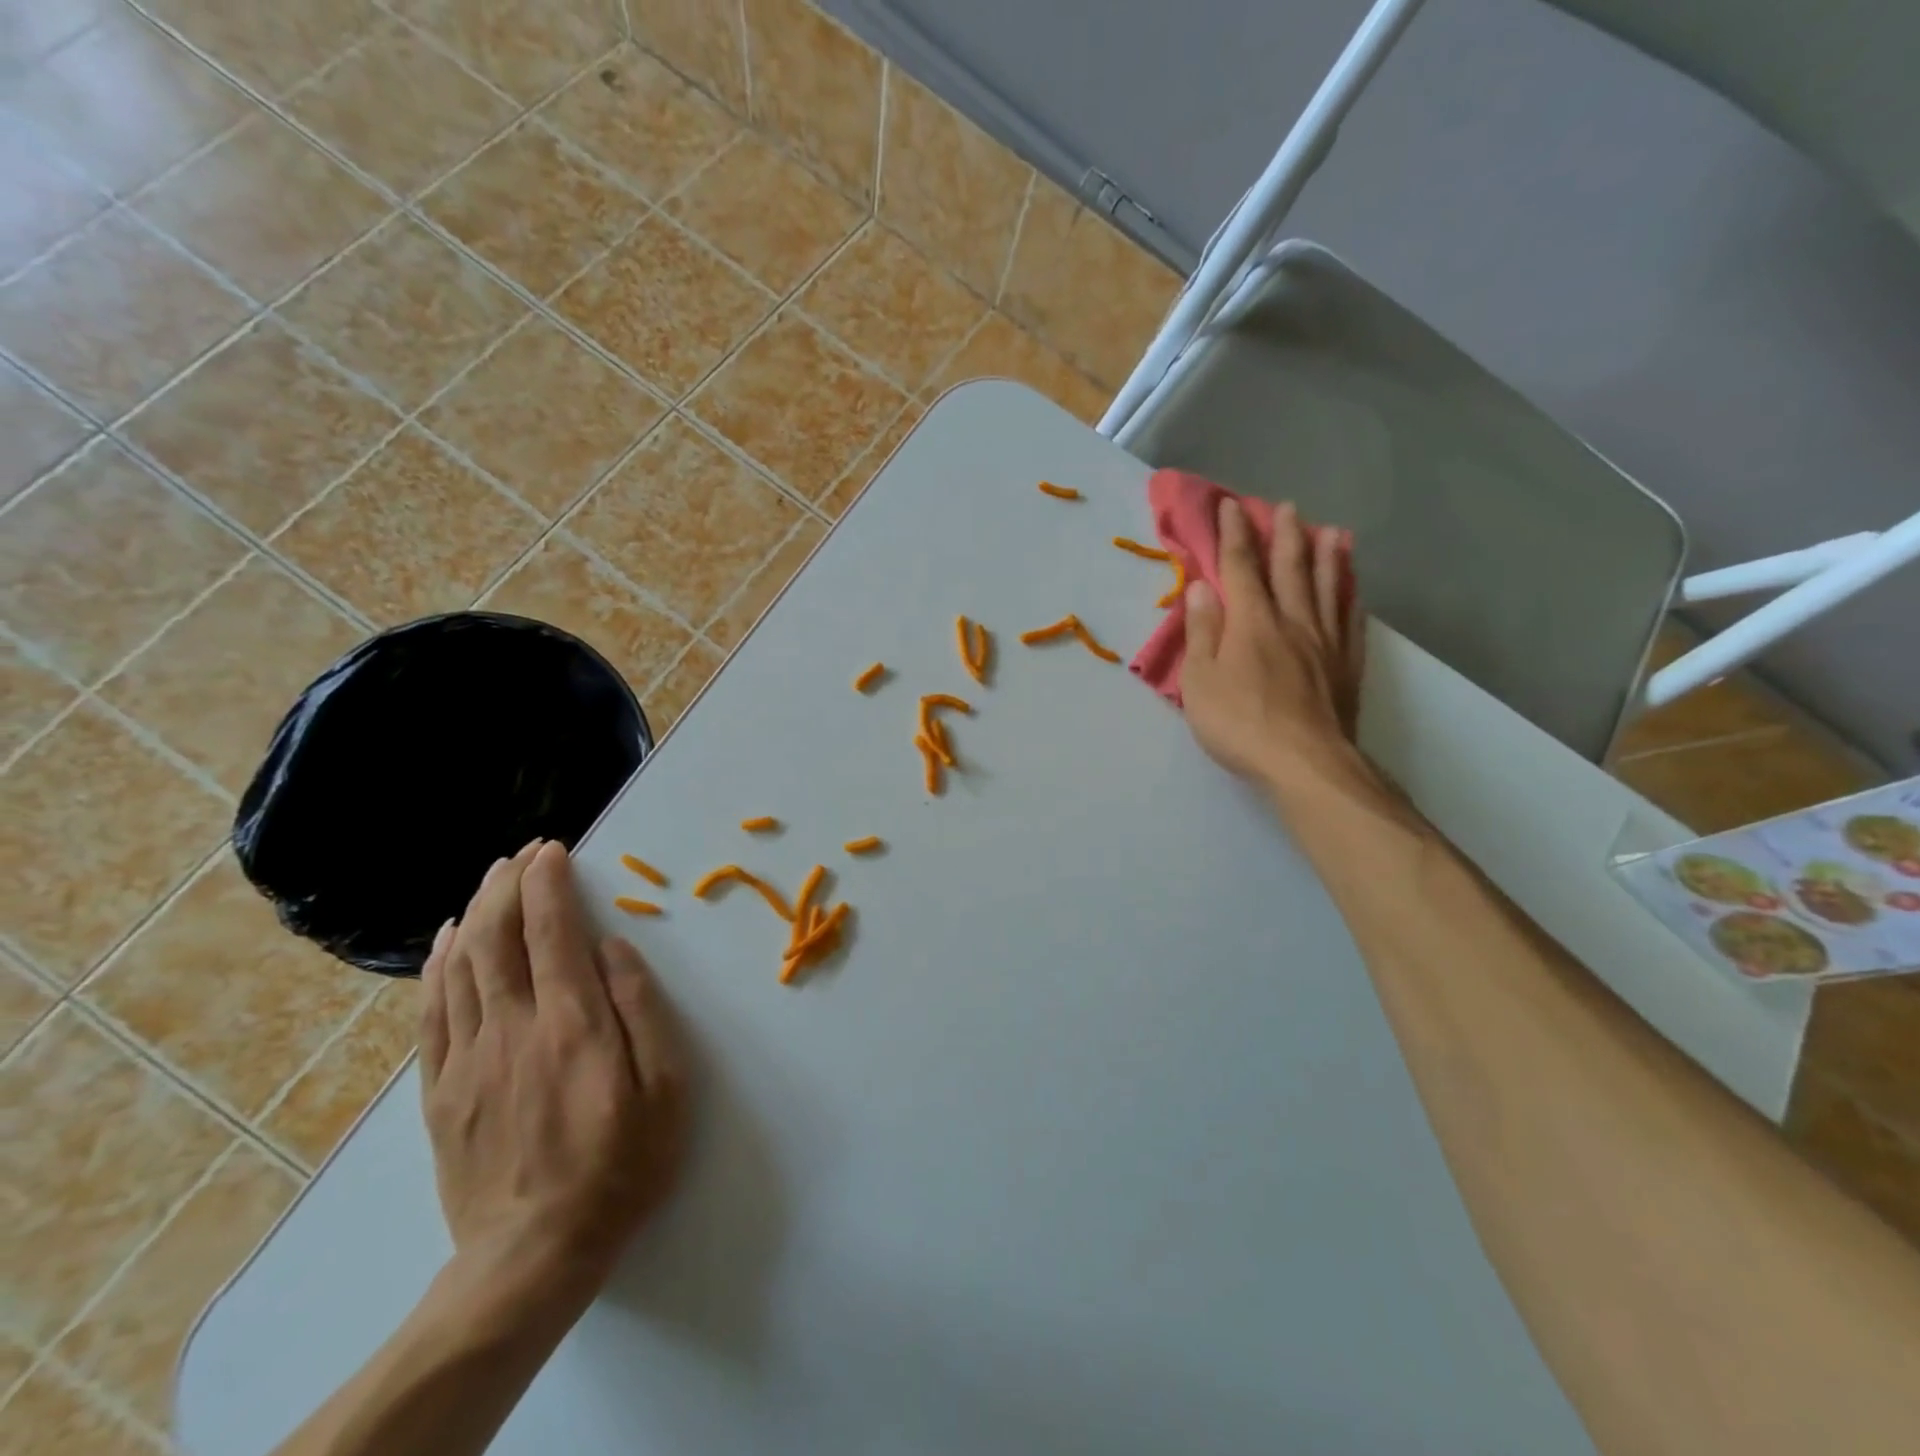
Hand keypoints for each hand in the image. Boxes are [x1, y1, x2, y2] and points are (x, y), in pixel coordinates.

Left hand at [420, 840, 687, 1292]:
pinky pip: (432, 1012)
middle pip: (498, 936)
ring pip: (461, 966)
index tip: (552, 850)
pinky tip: (446, 942)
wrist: (534, 1255)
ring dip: (475, 912)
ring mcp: (468, 1058)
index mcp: (573, 1022)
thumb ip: (643, 1009)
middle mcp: (513, 1026)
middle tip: (522, 853)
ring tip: (489, 880)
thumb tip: (614, 948)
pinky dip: (437, 966)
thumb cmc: (622, 1164)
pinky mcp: (441, 1091)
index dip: (549, 883)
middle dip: (507, 884)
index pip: (552, 931)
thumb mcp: (667, 1087)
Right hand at [1181, 497, 1365, 790]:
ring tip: (1333, 531)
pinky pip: (1351, 622)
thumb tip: (1201, 587)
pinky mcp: (1346, 666)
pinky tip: (1353, 591)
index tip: (1230, 505)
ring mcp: (1325, 642)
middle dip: (1285, 535)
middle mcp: (1292, 621)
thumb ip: (1202, 631)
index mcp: (1252, 622)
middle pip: (1290, 569)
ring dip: (1328, 556)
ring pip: (1328, 588)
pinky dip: (1351, 599)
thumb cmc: (1239, 722)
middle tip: (1288, 507)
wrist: (1304, 762)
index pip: (1240, 567)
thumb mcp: (1200, 680)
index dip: (1233, 534)